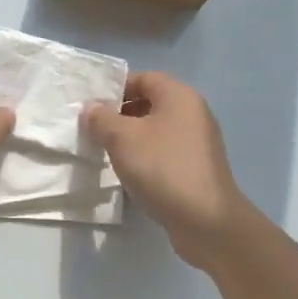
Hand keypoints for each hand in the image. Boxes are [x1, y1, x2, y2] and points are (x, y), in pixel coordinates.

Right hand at [82, 72, 252, 265]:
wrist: (206, 220)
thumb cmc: (162, 168)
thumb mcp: (122, 139)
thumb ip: (102, 119)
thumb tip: (91, 108)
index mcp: (179, 96)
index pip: (144, 78)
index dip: (116, 88)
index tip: (93, 107)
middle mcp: (193, 112)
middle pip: (151, 102)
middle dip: (121, 114)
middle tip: (95, 130)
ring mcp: (198, 141)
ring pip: (157, 129)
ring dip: (133, 137)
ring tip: (108, 152)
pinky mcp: (198, 167)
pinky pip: (166, 151)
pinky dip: (147, 156)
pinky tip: (131, 173)